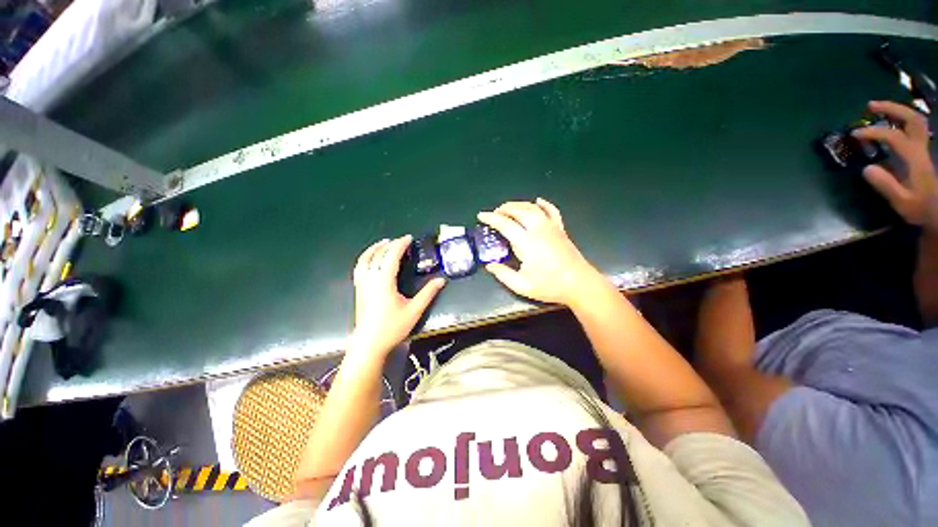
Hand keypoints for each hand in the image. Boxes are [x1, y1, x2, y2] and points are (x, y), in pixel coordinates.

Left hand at [350, 235, 445, 355]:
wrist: (369, 344)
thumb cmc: (392, 327)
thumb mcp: (414, 311)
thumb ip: (428, 293)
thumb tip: (441, 280)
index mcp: (384, 282)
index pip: (391, 256)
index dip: (400, 245)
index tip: (409, 238)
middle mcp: (370, 279)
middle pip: (377, 255)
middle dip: (389, 245)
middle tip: (400, 241)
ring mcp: (362, 285)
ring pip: (364, 260)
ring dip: (374, 249)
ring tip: (383, 243)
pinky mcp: (359, 290)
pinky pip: (359, 268)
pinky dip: (365, 258)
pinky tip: (371, 260)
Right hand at [478, 198, 600, 304]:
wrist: (579, 284)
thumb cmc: (550, 286)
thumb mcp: (521, 286)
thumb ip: (503, 274)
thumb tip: (489, 265)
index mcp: (526, 242)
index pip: (505, 224)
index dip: (491, 218)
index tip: (481, 215)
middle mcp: (538, 229)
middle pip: (518, 211)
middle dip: (503, 209)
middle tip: (494, 213)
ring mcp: (551, 227)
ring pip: (532, 208)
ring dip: (518, 205)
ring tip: (508, 208)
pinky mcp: (560, 229)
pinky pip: (552, 211)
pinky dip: (544, 204)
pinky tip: (538, 201)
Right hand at [853, 100, 937, 230]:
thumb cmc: (919, 209)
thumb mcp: (901, 202)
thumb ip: (886, 185)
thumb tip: (866, 169)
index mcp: (915, 158)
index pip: (894, 136)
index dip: (874, 132)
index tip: (855, 134)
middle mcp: (920, 148)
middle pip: (911, 118)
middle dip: (891, 109)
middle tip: (870, 106)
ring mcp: (922, 149)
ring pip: (914, 120)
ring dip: (897, 111)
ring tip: (877, 109)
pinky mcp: (920, 152)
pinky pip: (914, 128)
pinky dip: (901, 120)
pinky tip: (890, 122)